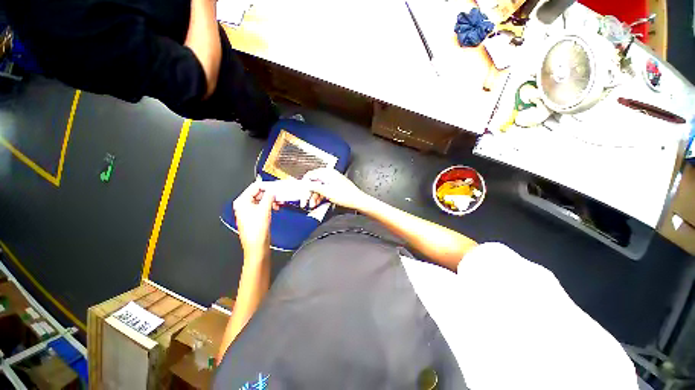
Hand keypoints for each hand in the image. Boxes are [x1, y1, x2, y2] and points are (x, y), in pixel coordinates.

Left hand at [233, 181, 278, 253]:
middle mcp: (244, 205)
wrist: (257, 246)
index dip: (267, 186)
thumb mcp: (264, 210)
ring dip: (271, 200)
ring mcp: (249, 211)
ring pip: (261, 200)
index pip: (255, 187)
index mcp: (242, 202)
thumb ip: (269, 197)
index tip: (276, 186)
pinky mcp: (254, 216)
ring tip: (279, 201)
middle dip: (270, 193)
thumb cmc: (256, 231)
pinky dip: (270, 205)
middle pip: (258, 193)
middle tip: (279, 194)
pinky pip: (263, 206)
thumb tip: (272, 191)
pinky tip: (276, 207)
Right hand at [302, 168, 372, 210]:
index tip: (301, 193)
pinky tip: (318, 203)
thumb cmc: (345, 195)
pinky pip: (324, 190)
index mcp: (327, 172)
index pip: (310, 175)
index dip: (304, 185)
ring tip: (312, 205)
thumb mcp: (327, 191)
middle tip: (305, 203)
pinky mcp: (335, 186)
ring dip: (314, 196)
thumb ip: (314, 186)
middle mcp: (329, 174)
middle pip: (314, 182)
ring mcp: (332, 180)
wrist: (358, 200)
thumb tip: (304, 184)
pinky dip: (320, 196)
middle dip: (309, 193)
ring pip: (319, 187)